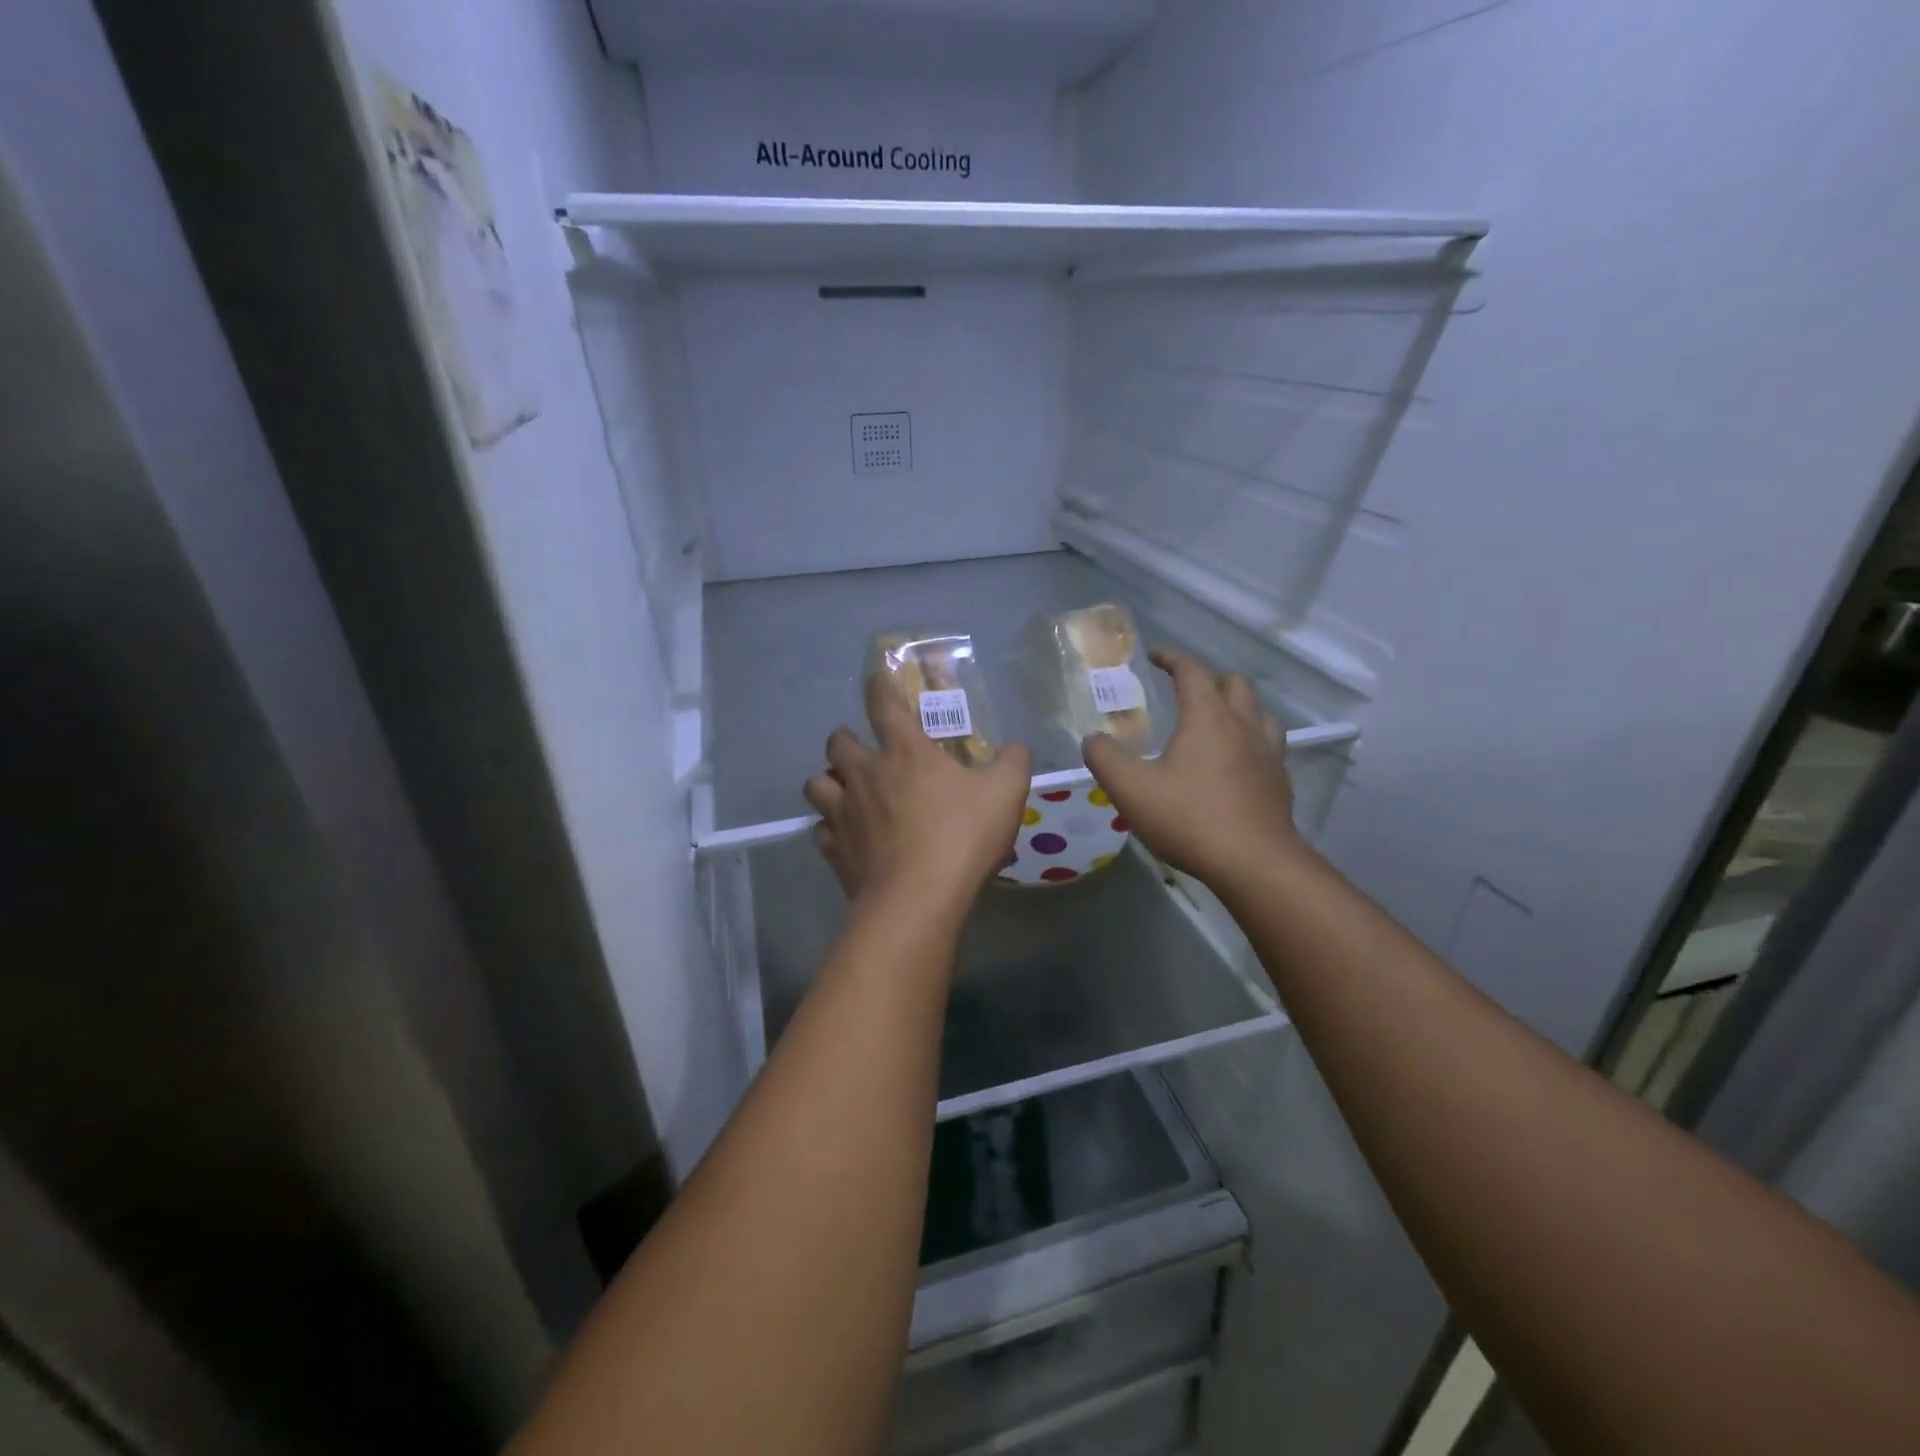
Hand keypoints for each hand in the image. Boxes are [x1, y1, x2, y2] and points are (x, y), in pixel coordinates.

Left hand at [804, 674, 1031, 913]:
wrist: (918, 898)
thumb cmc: (962, 836)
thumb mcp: (1006, 793)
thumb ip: (1013, 763)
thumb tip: (1015, 747)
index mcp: (905, 752)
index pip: (883, 704)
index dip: (879, 685)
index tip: (877, 678)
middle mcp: (865, 774)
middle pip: (837, 742)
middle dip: (845, 738)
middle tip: (860, 747)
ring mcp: (843, 813)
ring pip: (815, 782)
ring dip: (827, 780)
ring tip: (843, 789)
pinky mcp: (834, 850)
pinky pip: (820, 830)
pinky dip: (829, 828)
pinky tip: (844, 836)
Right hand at [1082, 648, 1308, 890]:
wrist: (1255, 863)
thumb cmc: (1189, 818)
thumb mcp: (1131, 789)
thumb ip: (1105, 758)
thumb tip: (1093, 739)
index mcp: (1207, 717)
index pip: (1192, 671)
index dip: (1172, 658)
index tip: (1155, 656)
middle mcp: (1243, 725)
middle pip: (1234, 684)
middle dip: (1208, 679)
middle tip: (1185, 691)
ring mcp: (1268, 753)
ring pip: (1259, 712)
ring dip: (1237, 707)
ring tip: (1216, 722)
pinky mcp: (1280, 781)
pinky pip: (1269, 745)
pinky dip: (1251, 740)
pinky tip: (1236, 763)